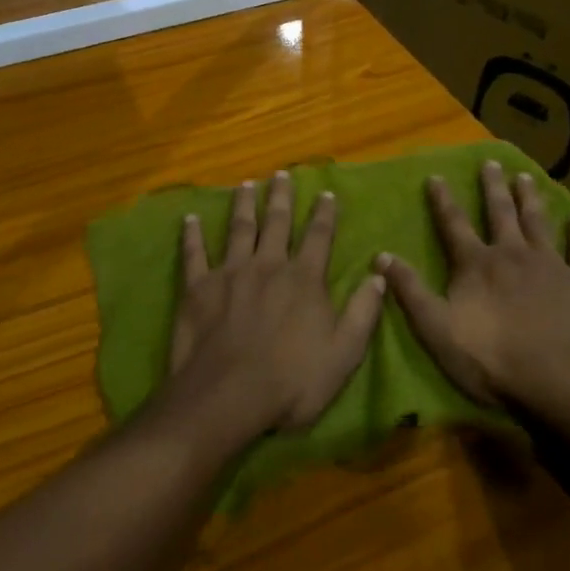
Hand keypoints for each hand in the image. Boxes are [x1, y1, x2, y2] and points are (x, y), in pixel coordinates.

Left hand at [171, 170, 385, 434]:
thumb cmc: (292, 381)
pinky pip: (194, 253)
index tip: (327, 193)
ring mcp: (231, 273)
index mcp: (304, 280)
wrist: (229, 396)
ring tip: (245, 185)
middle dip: (281, 197)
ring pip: (238, 229)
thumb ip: (363, 312)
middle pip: (276, 222)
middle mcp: (268, 266)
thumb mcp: (344, 354)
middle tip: (280, 174)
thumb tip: (379, 275)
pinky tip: (190, 218)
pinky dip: (192, 235)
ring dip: (243, 205)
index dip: (324, 214)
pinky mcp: (199, 287)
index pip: (319, 237)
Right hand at [377, 160, 569, 408]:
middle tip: (491, 162)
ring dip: (531, 199)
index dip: (443, 200)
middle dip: (493, 187)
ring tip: (526, 177)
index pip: (453, 224)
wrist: (560, 380)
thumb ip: (410, 290)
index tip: (436, 175)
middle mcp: (512, 254)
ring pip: (538, 223)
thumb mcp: (436, 328)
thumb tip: (381, 256)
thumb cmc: (492, 358)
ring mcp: (551, 266)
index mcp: (476, 264)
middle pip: (500, 213)